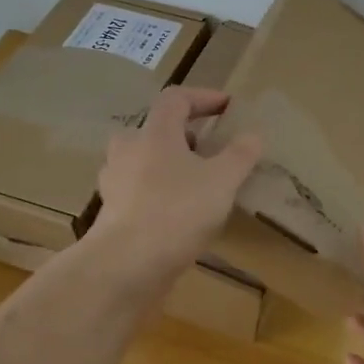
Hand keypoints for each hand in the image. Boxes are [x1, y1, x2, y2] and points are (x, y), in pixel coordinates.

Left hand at [93, 87, 262, 277]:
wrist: (126, 265)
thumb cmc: (177, 211)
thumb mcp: (222, 181)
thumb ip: (239, 155)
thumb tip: (252, 135)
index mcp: (155, 133)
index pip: (175, 99)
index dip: (203, 97)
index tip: (227, 107)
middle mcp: (128, 150)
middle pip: (154, 129)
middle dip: (182, 135)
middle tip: (207, 149)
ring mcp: (114, 182)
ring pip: (143, 161)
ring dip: (168, 165)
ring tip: (196, 184)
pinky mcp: (111, 213)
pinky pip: (137, 192)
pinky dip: (157, 194)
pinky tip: (178, 215)